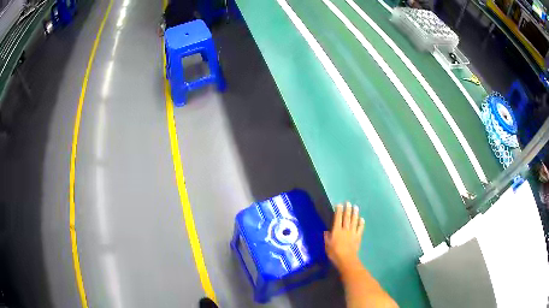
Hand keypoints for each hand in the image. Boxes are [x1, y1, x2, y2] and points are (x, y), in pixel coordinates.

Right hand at [324, 202, 364, 272]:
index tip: (339, 204)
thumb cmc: (334, 253)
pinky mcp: (358, 237)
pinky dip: (361, 223)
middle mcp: (345, 229)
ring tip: (356, 207)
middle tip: (348, 203)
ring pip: (354, 221)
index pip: (337, 218)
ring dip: (355, 213)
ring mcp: (353, 233)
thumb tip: (326, 231)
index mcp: (336, 231)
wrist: (346, 259)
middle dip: (347, 210)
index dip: (338, 211)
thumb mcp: (327, 246)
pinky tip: (362, 219)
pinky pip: (360, 228)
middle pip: (347, 218)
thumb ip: (327, 238)